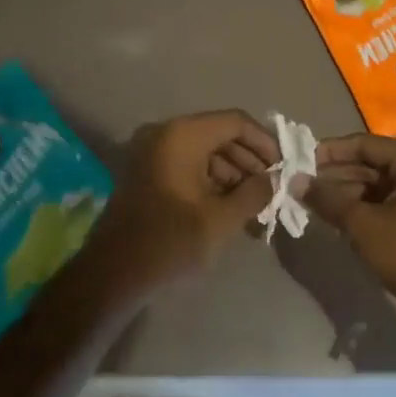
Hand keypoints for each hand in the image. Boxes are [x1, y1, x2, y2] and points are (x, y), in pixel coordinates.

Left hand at [82, 110, 280, 295]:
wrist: (111, 274)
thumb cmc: (169, 242)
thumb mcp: (221, 219)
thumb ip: (254, 193)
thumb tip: (275, 179)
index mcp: (182, 135)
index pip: (235, 122)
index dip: (264, 142)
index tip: (284, 167)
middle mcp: (165, 134)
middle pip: (220, 135)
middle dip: (249, 161)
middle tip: (272, 189)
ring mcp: (152, 152)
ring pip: (204, 152)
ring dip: (232, 175)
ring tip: (256, 206)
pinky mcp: (146, 172)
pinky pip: (187, 165)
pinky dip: (210, 182)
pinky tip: (230, 209)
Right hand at [305, 134, 395, 356]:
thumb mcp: (364, 225)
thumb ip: (328, 199)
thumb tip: (295, 181)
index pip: (367, 144)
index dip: (331, 151)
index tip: (300, 159)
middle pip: (372, 164)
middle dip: (336, 174)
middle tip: (300, 183)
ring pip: (377, 186)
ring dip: (345, 193)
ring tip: (310, 201)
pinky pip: (385, 205)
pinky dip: (361, 209)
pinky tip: (334, 217)